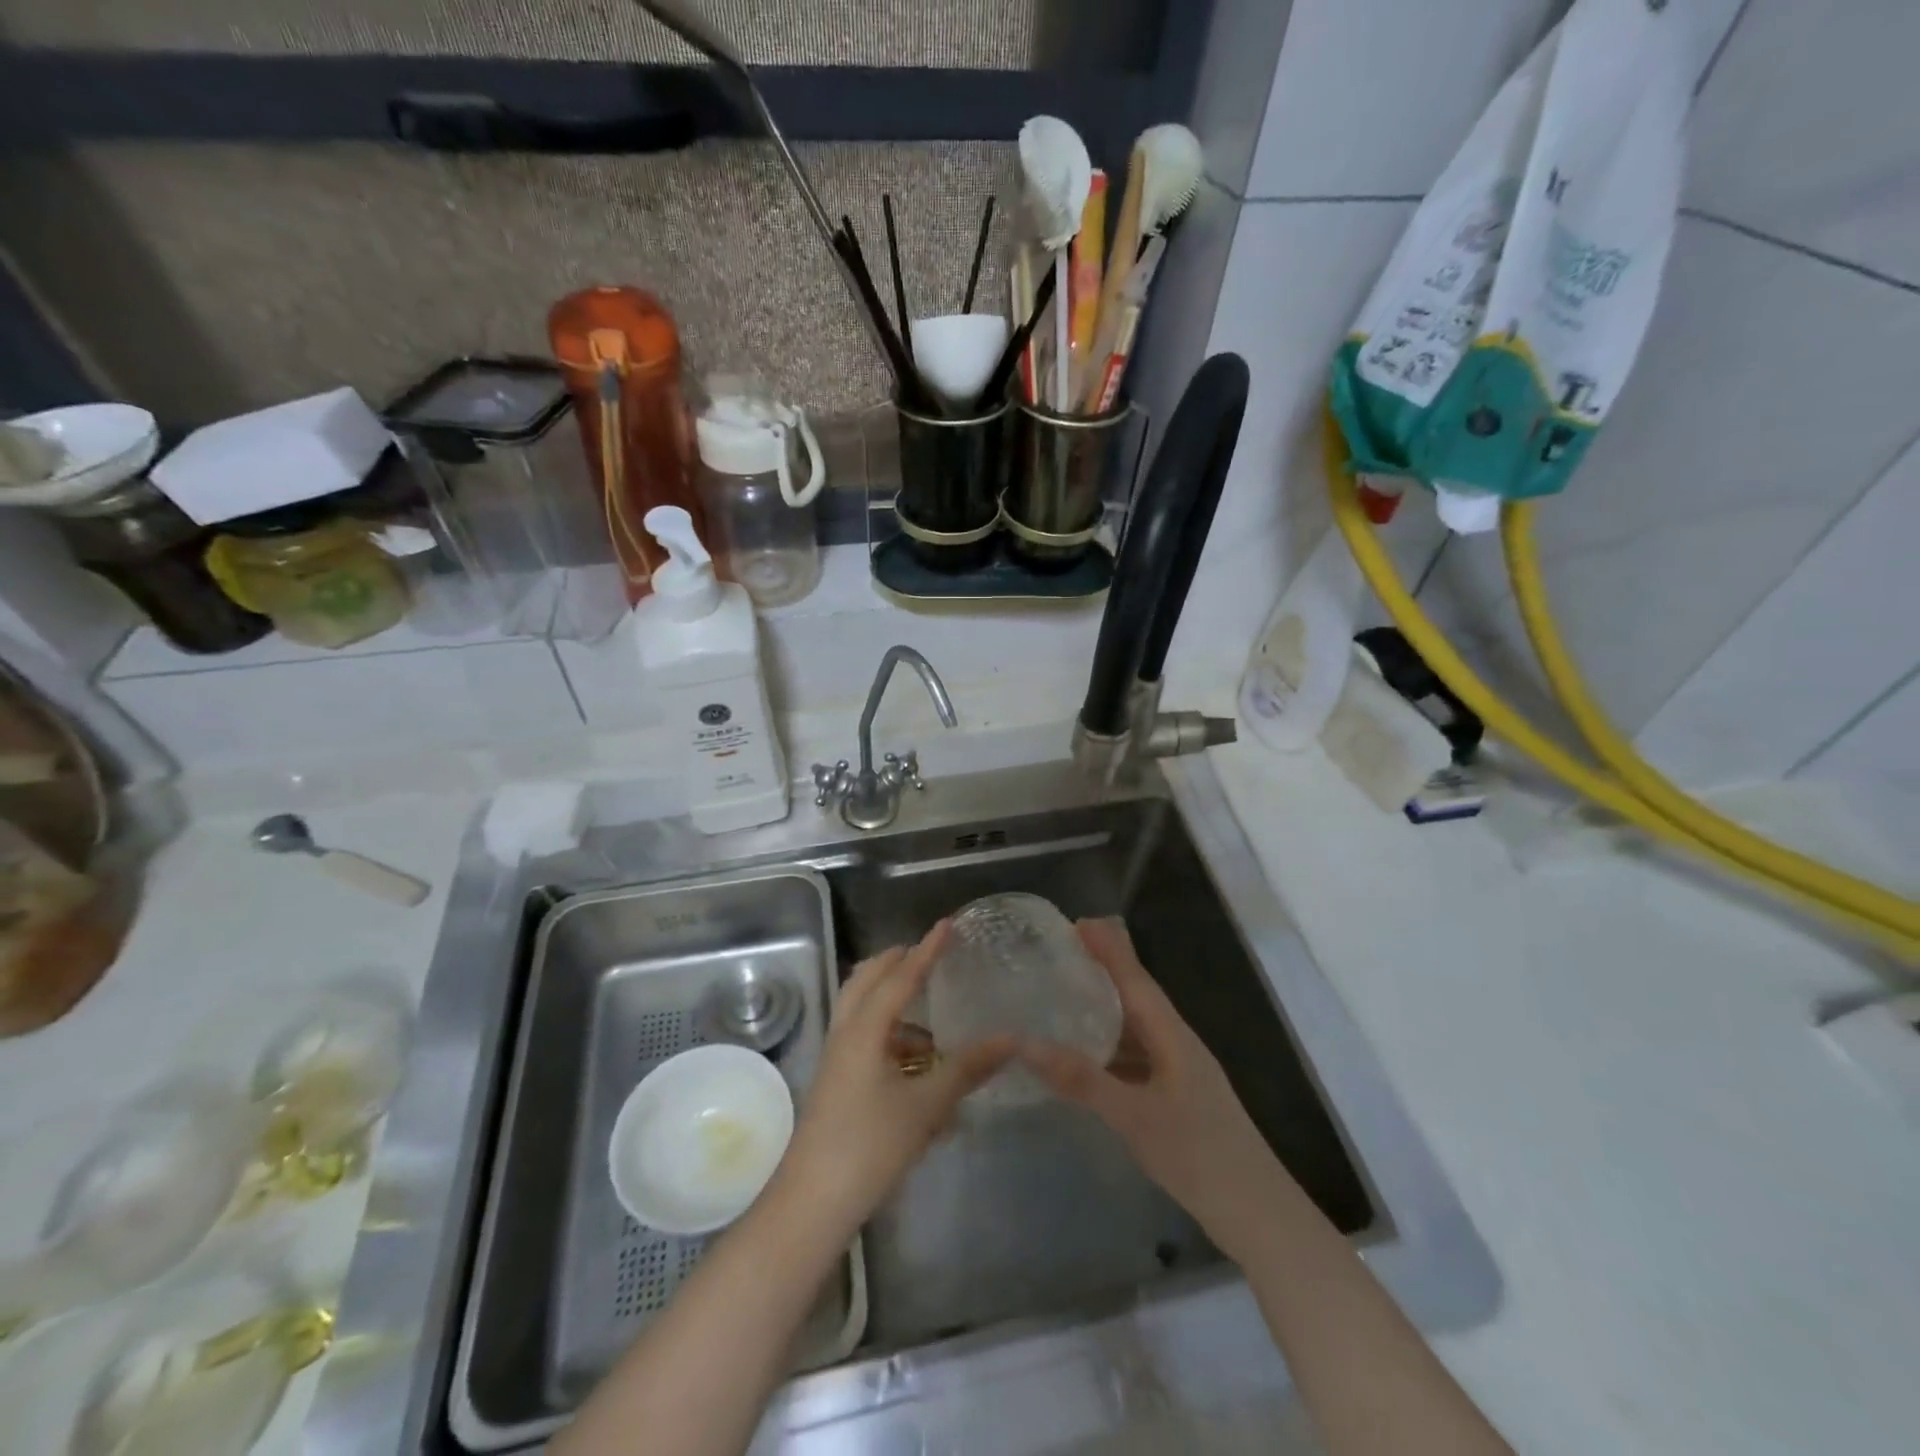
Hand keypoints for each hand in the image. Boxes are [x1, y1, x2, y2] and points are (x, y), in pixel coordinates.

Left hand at [773, 921, 1013, 1239]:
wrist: (811, 1203)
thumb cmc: (869, 1146)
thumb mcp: (925, 1106)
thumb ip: (967, 1069)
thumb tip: (1011, 1039)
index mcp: (865, 1028)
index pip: (901, 975)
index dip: (927, 950)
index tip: (947, 924)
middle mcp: (846, 1032)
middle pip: (868, 979)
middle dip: (898, 962)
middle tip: (929, 956)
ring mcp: (836, 1057)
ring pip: (861, 1008)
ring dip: (891, 998)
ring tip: (927, 1012)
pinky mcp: (835, 1081)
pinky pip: (862, 1037)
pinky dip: (888, 1032)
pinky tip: (914, 1062)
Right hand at [1021, 918, 1288, 1260]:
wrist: (1258, 1215)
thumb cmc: (1199, 1155)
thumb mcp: (1134, 1116)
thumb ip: (1082, 1080)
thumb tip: (1025, 1043)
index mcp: (1171, 1035)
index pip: (1135, 977)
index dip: (1108, 947)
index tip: (1076, 922)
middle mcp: (1176, 1043)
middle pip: (1135, 995)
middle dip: (1102, 971)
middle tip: (1058, 957)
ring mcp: (1179, 1072)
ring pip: (1136, 1028)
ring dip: (1104, 1010)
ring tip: (1063, 999)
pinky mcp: (1177, 1097)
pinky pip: (1136, 1057)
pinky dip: (1109, 1048)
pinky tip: (1087, 1060)